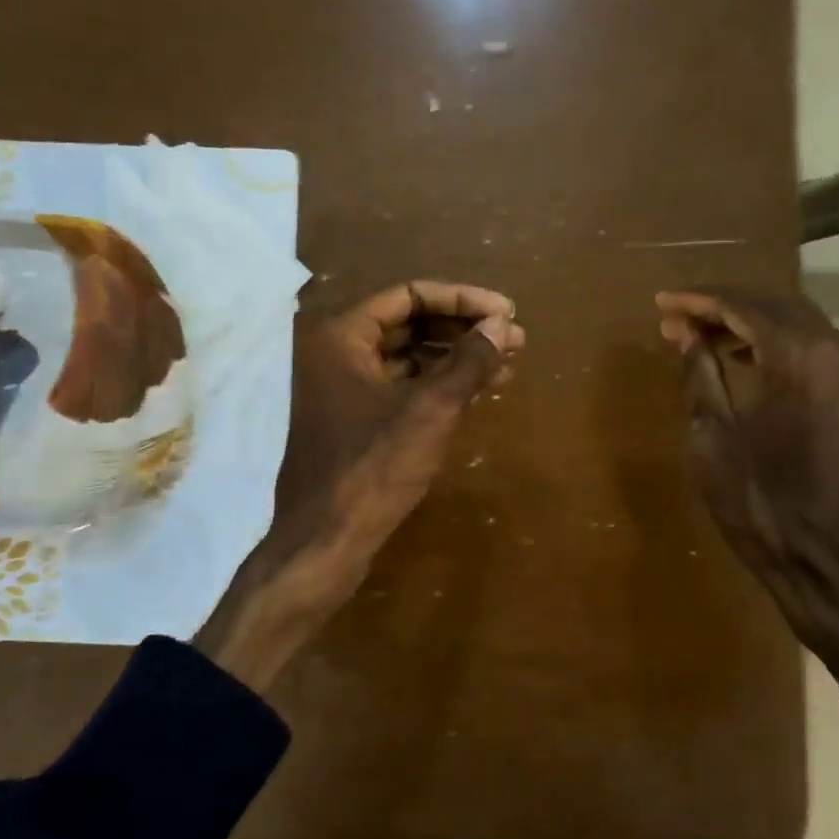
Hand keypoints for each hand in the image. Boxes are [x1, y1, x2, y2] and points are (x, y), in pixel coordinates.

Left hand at [197, 282, 523, 690]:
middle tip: (513, 340)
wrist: (325, 542)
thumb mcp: (430, 410)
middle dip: (463, 330)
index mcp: (342, 337)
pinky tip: (477, 394)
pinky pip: (402, 390)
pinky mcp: (355, 424)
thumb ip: (468, 361)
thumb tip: (502, 325)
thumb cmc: (373, 468)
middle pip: (409, 324)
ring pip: (408, 360)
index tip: (506, 313)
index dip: (462, 300)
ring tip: (506, 366)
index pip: (409, 296)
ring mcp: (344, 392)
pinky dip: (438, 388)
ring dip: (456, 359)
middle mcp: (337, 355)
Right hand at [656, 287, 838, 760]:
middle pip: (771, 304)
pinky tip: (740, 356)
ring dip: (744, 322)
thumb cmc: (764, 504)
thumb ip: (700, 375)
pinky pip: (810, 346)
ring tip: (697, 337)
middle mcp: (836, 348)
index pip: (742, 305)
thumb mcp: (714, 439)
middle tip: (674, 319)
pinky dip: (771, 342)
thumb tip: (685, 333)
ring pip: (793, 322)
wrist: (834, 563)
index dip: (697, 301)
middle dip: (719, 306)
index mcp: (800, 355)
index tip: (661, 304)